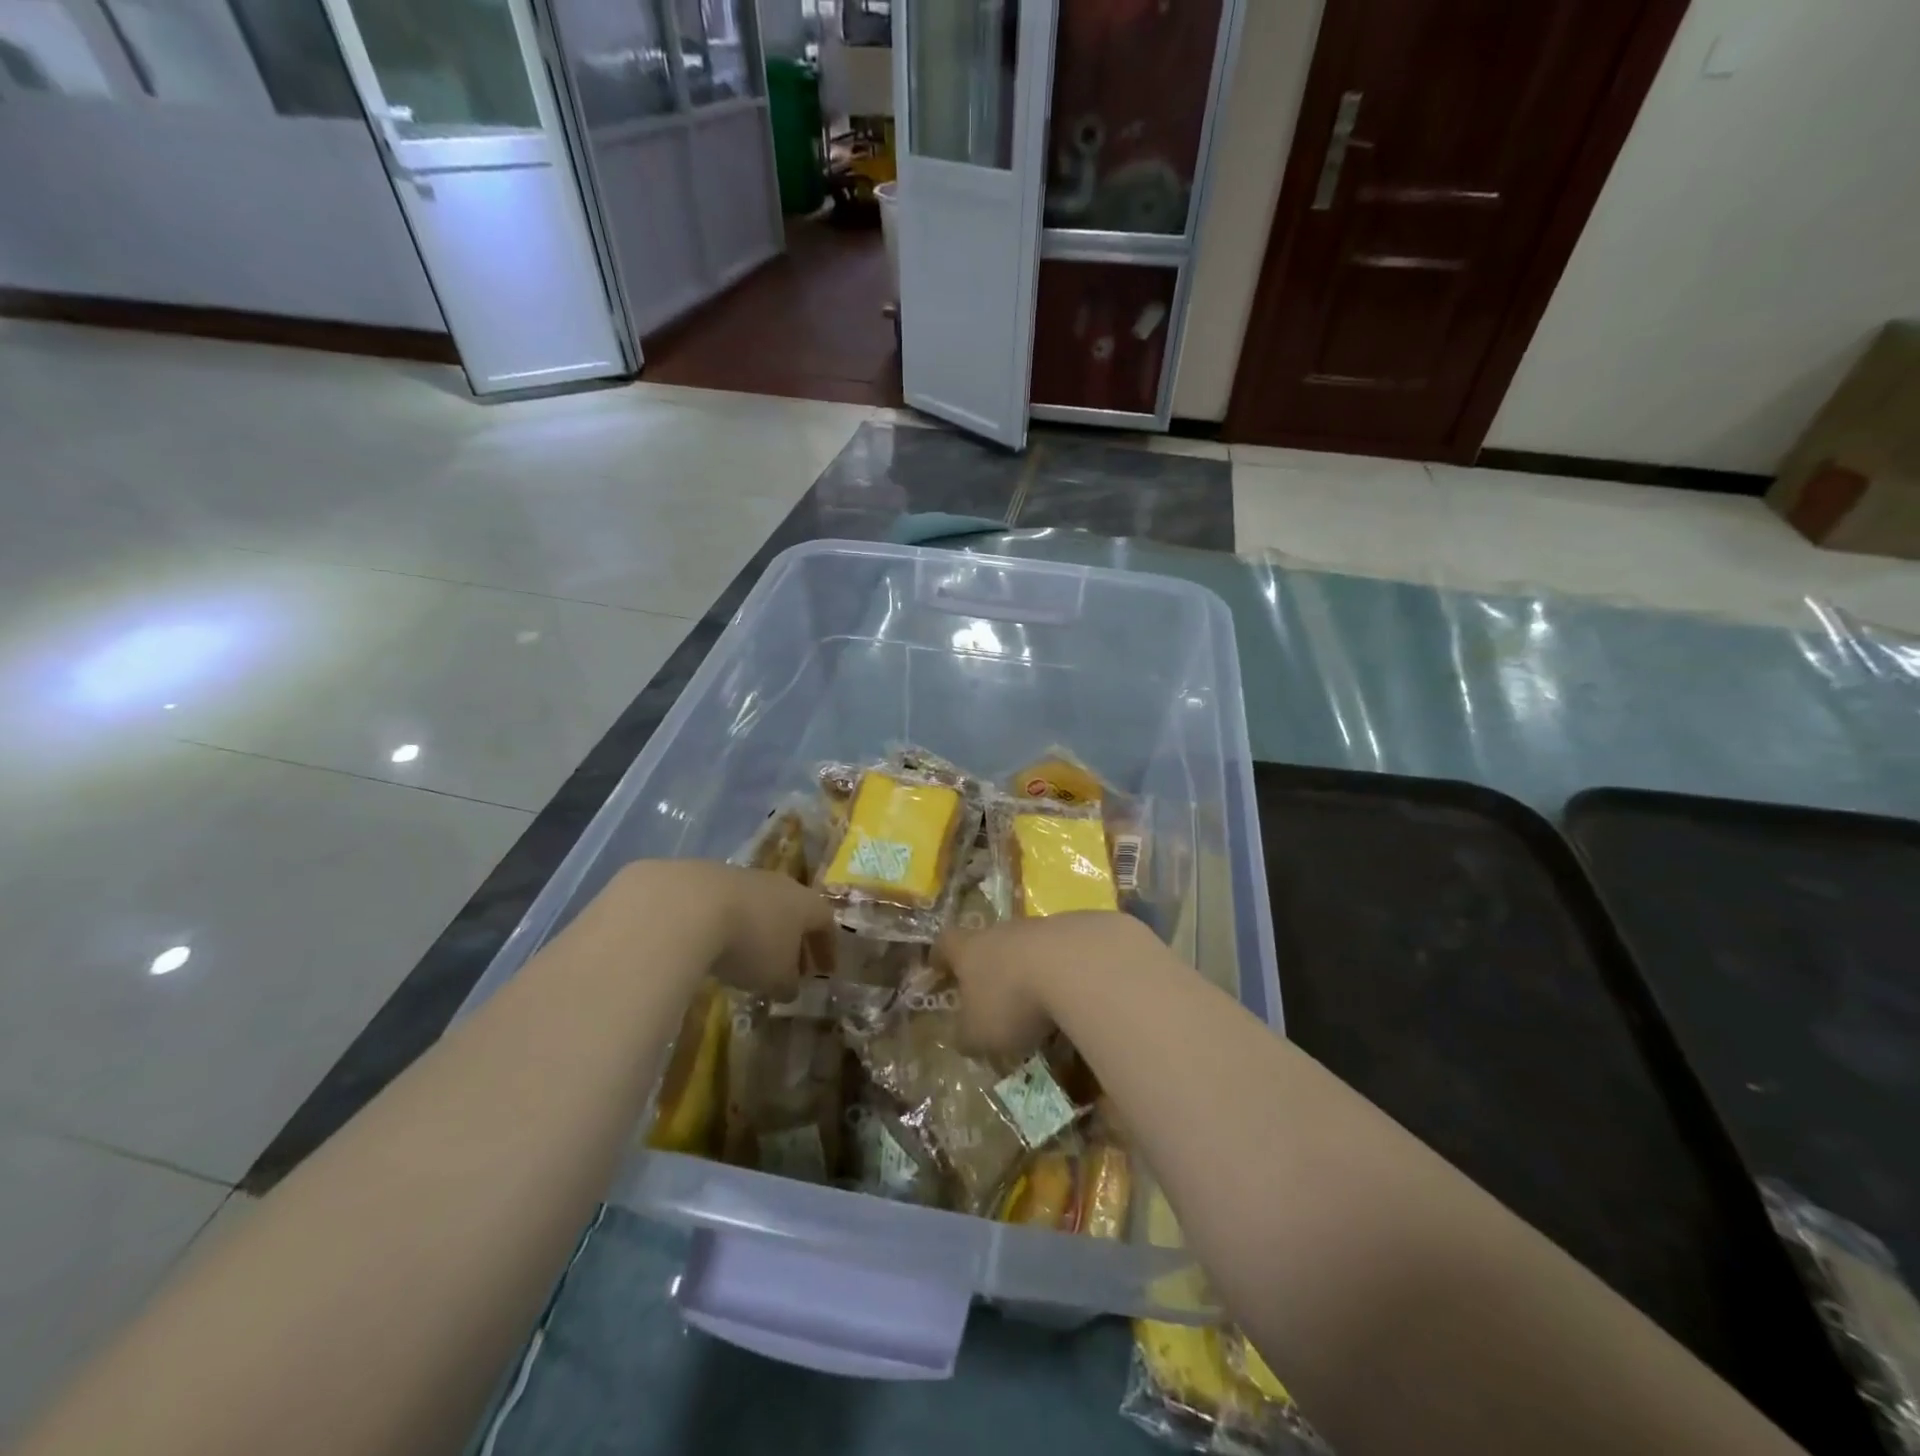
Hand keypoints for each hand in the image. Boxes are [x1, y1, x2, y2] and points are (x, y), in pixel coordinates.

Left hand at [595, 860, 830, 1000]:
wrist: (689, 906)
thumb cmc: (750, 943)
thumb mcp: (775, 977)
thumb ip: (787, 984)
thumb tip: (789, 988)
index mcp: (805, 903)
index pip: (826, 923)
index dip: (827, 949)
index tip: (825, 972)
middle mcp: (779, 884)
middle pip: (793, 911)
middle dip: (794, 940)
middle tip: (790, 967)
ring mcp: (741, 876)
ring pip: (759, 906)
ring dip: (758, 931)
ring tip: (748, 959)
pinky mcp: (705, 877)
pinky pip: (726, 905)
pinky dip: (727, 926)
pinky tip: (713, 945)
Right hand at [935, 911, 1151, 1058]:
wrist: (1080, 965)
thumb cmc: (1014, 1000)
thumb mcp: (979, 1034)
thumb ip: (967, 1035)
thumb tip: (962, 1036)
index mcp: (972, 949)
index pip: (947, 943)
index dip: (940, 955)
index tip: (937, 966)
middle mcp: (1005, 931)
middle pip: (991, 942)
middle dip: (993, 967)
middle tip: (996, 996)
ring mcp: (1046, 927)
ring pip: (1032, 947)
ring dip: (1033, 970)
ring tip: (1044, 1004)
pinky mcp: (1084, 931)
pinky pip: (1069, 955)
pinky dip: (1069, 975)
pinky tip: (1079, 1000)